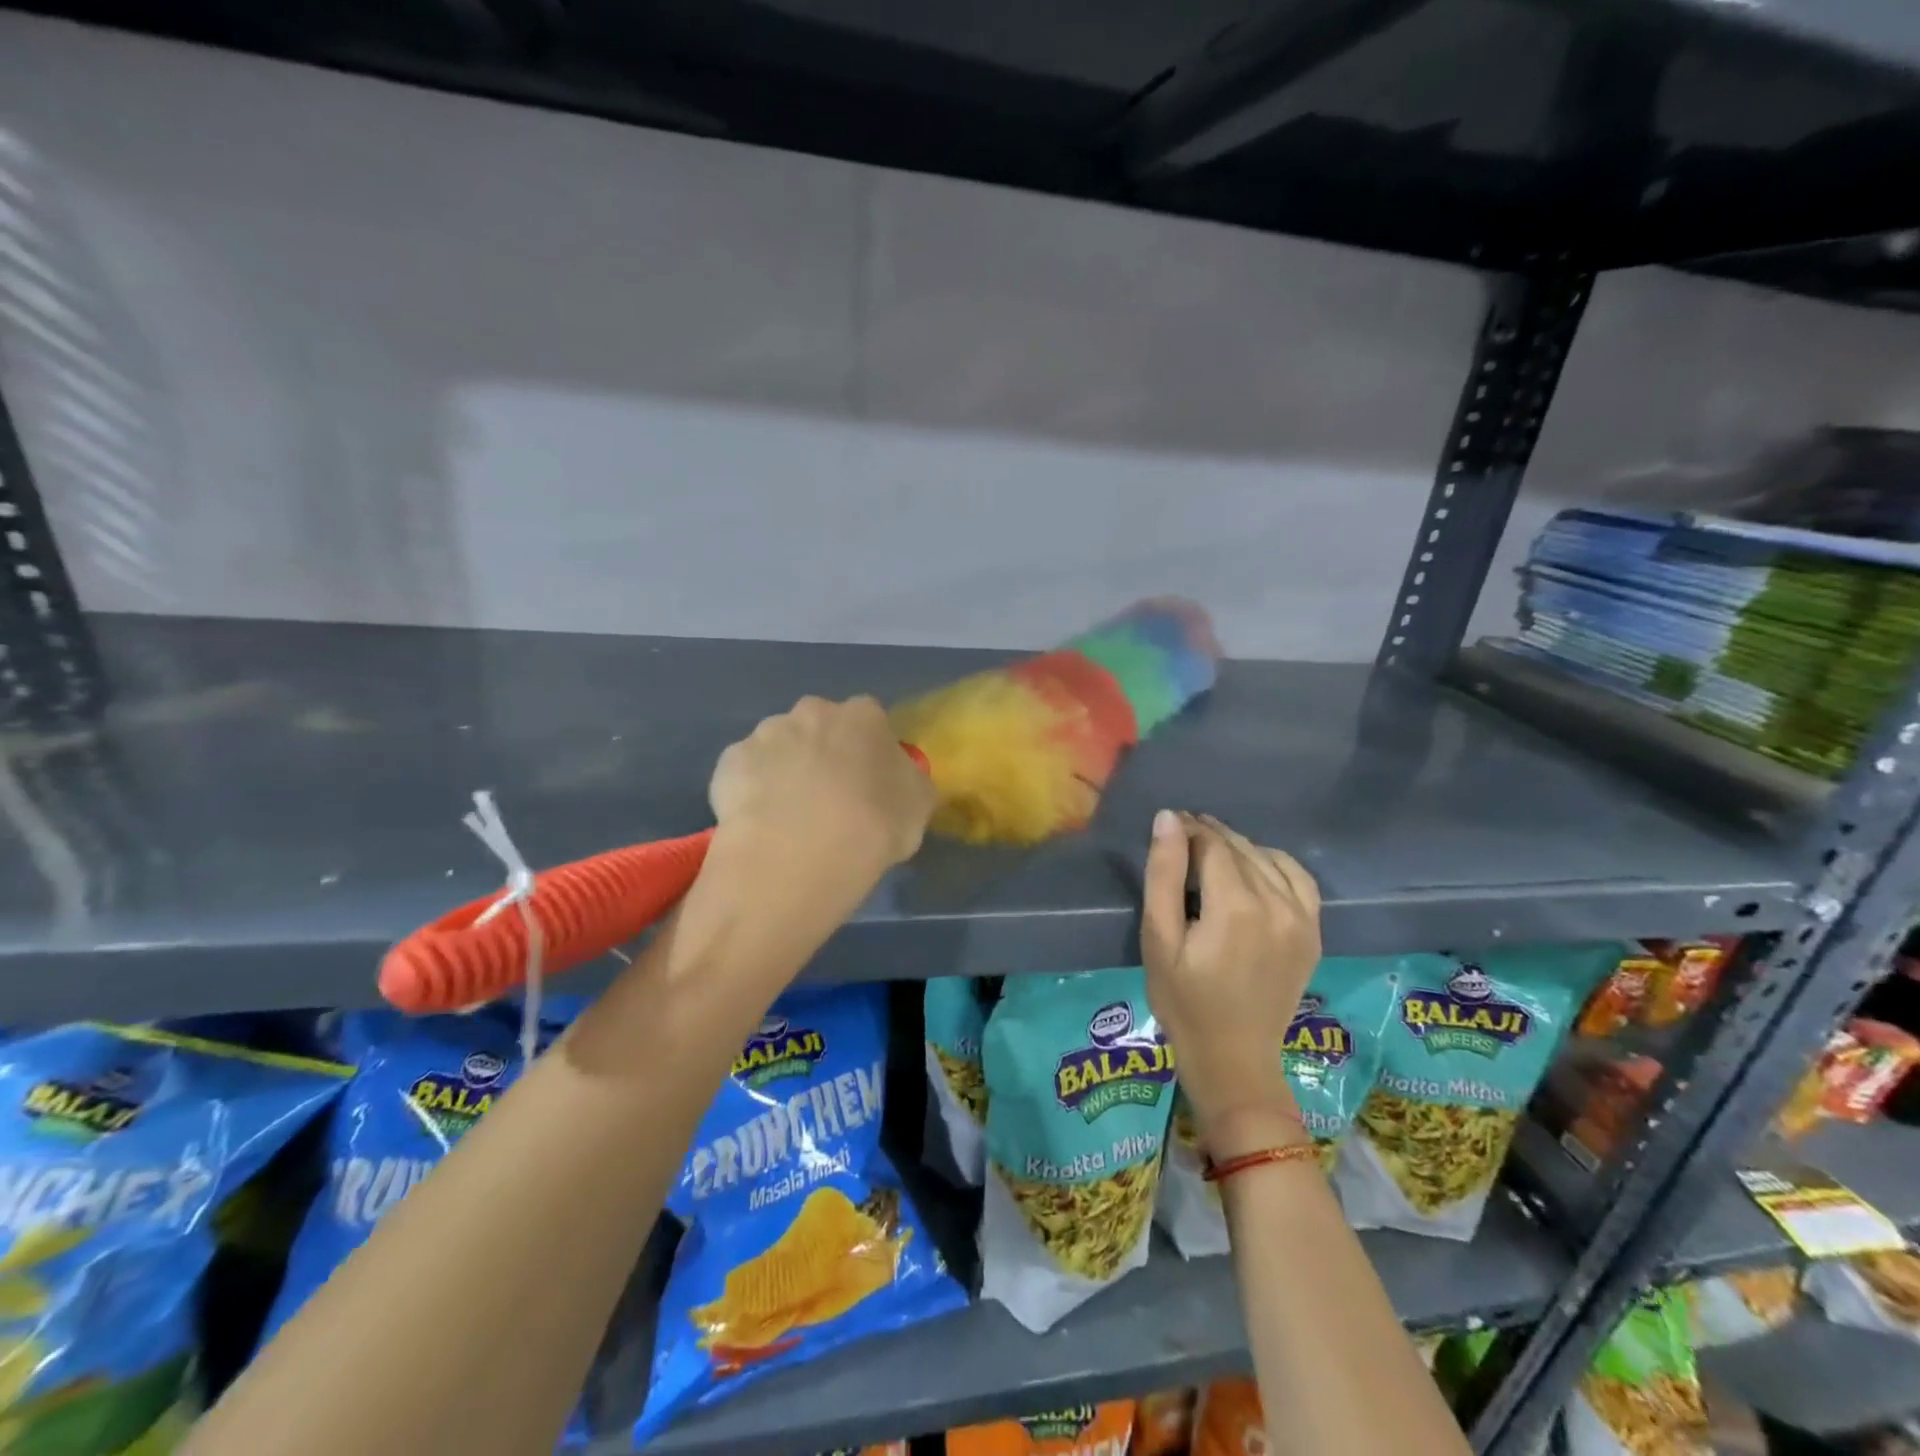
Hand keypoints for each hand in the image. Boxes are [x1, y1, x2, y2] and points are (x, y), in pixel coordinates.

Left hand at [709, 695, 935, 891]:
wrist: (798, 855)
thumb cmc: (873, 826)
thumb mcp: (918, 807)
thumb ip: (910, 781)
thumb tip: (900, 777)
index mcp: (862, 716)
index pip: (870, 720)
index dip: (869, 750)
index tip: (869, 782)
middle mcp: (811, 712)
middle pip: (819, 726)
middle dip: (823, 751)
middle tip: (829, 797)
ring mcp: (765, 734)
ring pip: (779, 747)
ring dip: (786, 769)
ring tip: (790, 817)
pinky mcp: (729, 763)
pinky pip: (746, 772)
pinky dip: (752, 790)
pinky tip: (761, 823)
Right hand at [1141, 810, 1321, 1155]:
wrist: (1234, 1058)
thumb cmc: (1184, 1001)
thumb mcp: (1159, 939)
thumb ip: (1164, 875)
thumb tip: (1169, 819)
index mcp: (1237, 906)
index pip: (1213, 844)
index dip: (1189, 829)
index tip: (1168, 826)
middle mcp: (1278, 903)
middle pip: (1241, 848)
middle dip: (1209, 836)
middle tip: (1181, 837)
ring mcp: (1303, 918)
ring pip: (1269, 858)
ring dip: (1239, 848)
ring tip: (1211, 854)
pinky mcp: (1313, 932)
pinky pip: (1299, 879)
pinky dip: (1274, 863)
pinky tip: (1254, 869)